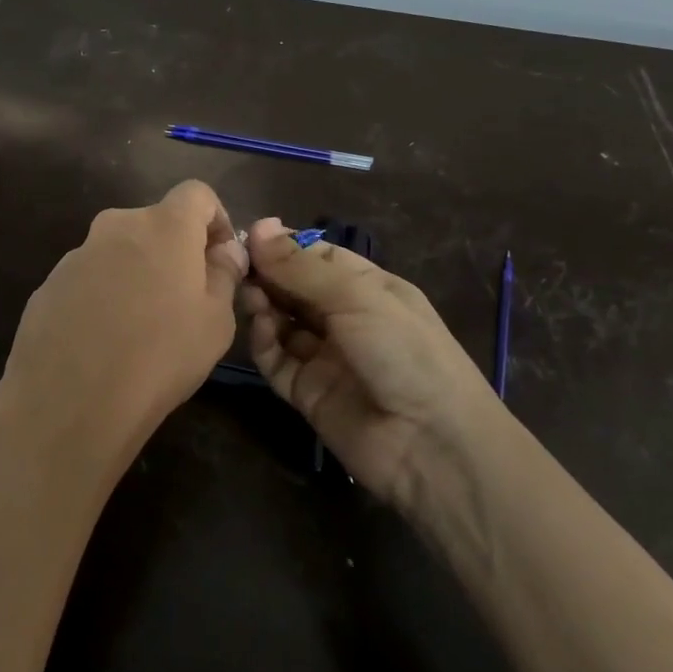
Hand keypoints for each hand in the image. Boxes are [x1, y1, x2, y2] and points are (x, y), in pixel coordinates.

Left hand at [0, 181, 249, 481]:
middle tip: (184, 298)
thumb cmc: (161, 355)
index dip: (216, 219)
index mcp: (163, 225)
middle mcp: (116, 225)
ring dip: (136, 273)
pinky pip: (89, 278)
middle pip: (155, 223)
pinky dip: (103, 295)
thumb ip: (224, 274)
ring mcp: (77, 253)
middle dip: (175, 250)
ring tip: (141, 327)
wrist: (71, 399)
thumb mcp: (216, 321)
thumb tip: (224, 251)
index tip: (220, 258)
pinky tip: (104, 340)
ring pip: (119, 251)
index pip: (197, 193)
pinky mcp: (49, 283)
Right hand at [243, 218, 494, 504]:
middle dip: (268, 274)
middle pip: (294, 288)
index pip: (318, 256)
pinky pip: (276, 360)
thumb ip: (301, 266)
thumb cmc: (405, 352)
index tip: (248, 236)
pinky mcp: (306, 392)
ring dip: (263, 305)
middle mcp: (345, 319)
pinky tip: (260, 328)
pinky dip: (263, 342)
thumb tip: (257, 225)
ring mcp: (325, 357)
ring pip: (281, 322)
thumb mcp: (356, 297)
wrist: (433, 446)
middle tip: (239, 266)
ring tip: (250, 296)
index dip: (285, 246)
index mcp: (369, 288)